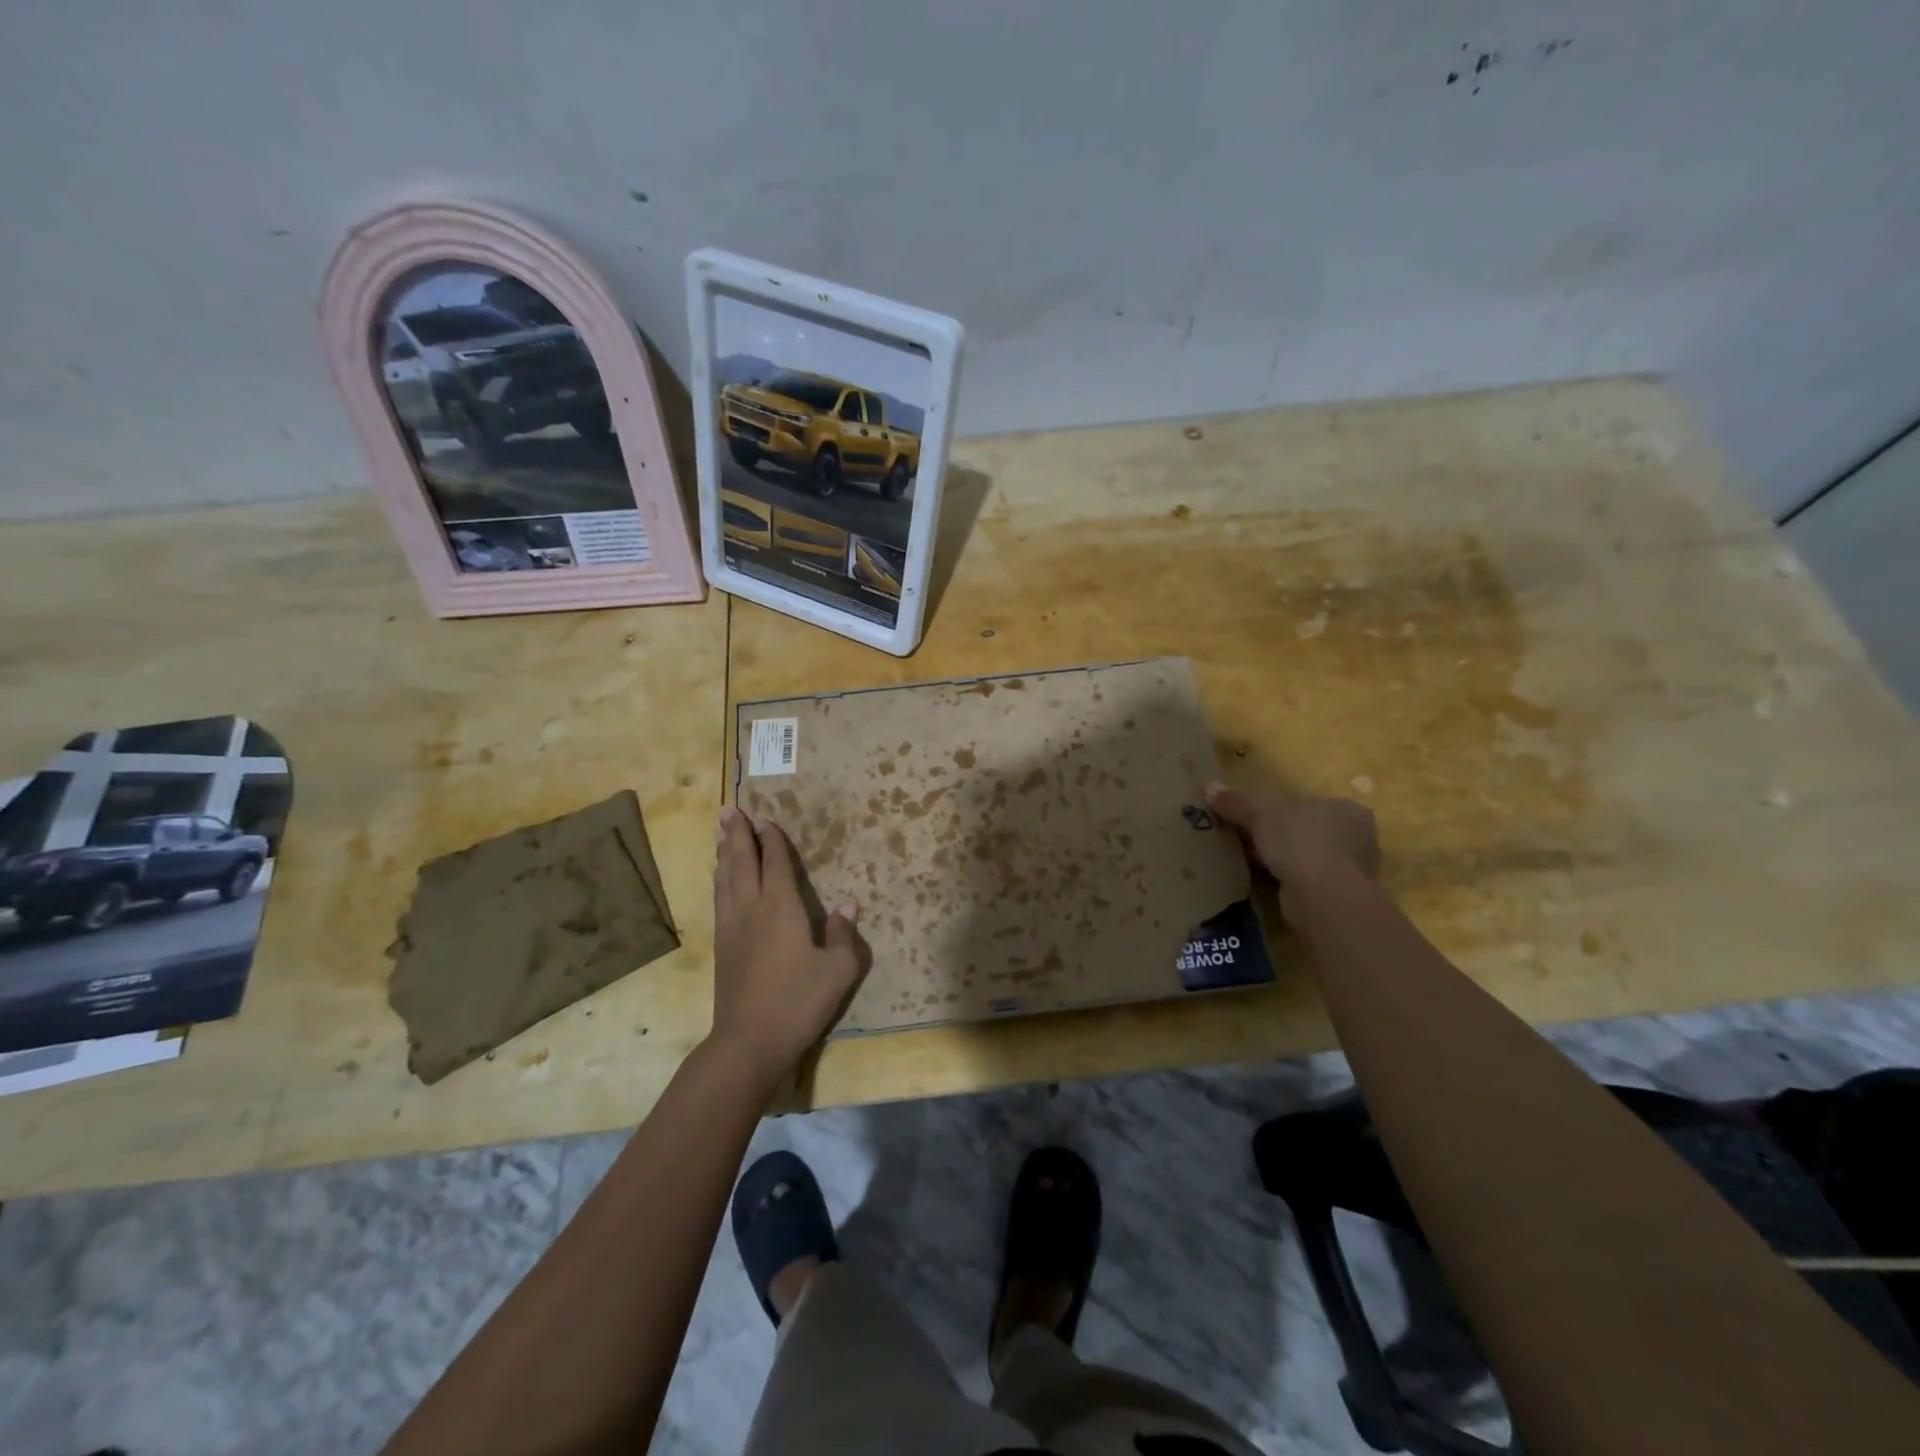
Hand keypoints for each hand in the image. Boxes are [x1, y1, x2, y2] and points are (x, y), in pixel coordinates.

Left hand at [710, 806, 862, 1087]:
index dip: (771, 839)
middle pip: (741, 862)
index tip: (764, 819)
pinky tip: (720, 879)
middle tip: (729, 809)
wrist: (749, 1041)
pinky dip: (719, 879)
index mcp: (781, 907)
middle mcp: (752, 909)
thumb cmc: (799, 1002)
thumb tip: (847, 906)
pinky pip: (719, 899)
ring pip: (725, 878)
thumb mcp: (838, 969)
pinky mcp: (722, 947)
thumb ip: (842, 934)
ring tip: (720, 832)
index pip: (774, 863)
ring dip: (724, 852)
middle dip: (737, 834)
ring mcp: (732, 928)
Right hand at [1206, 782, 1379, 902]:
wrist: (1322, 896)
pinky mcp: (1341, 895)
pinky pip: (1308, 880)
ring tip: (1253, 861)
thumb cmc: (1299, 841)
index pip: (1309, 804)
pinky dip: (1288, 879)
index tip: (1256, 819)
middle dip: (1281, 836)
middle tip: (1250, 840)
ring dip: (1284, 859)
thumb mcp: (1260, 814)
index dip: (1280, 811)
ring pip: (1308, 857)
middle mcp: (1359, 837)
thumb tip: (1209, 787)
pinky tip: (1267, 880)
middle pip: (1309, 830)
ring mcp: (1353, 869)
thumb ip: (1237, 802)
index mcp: (1347, 809)